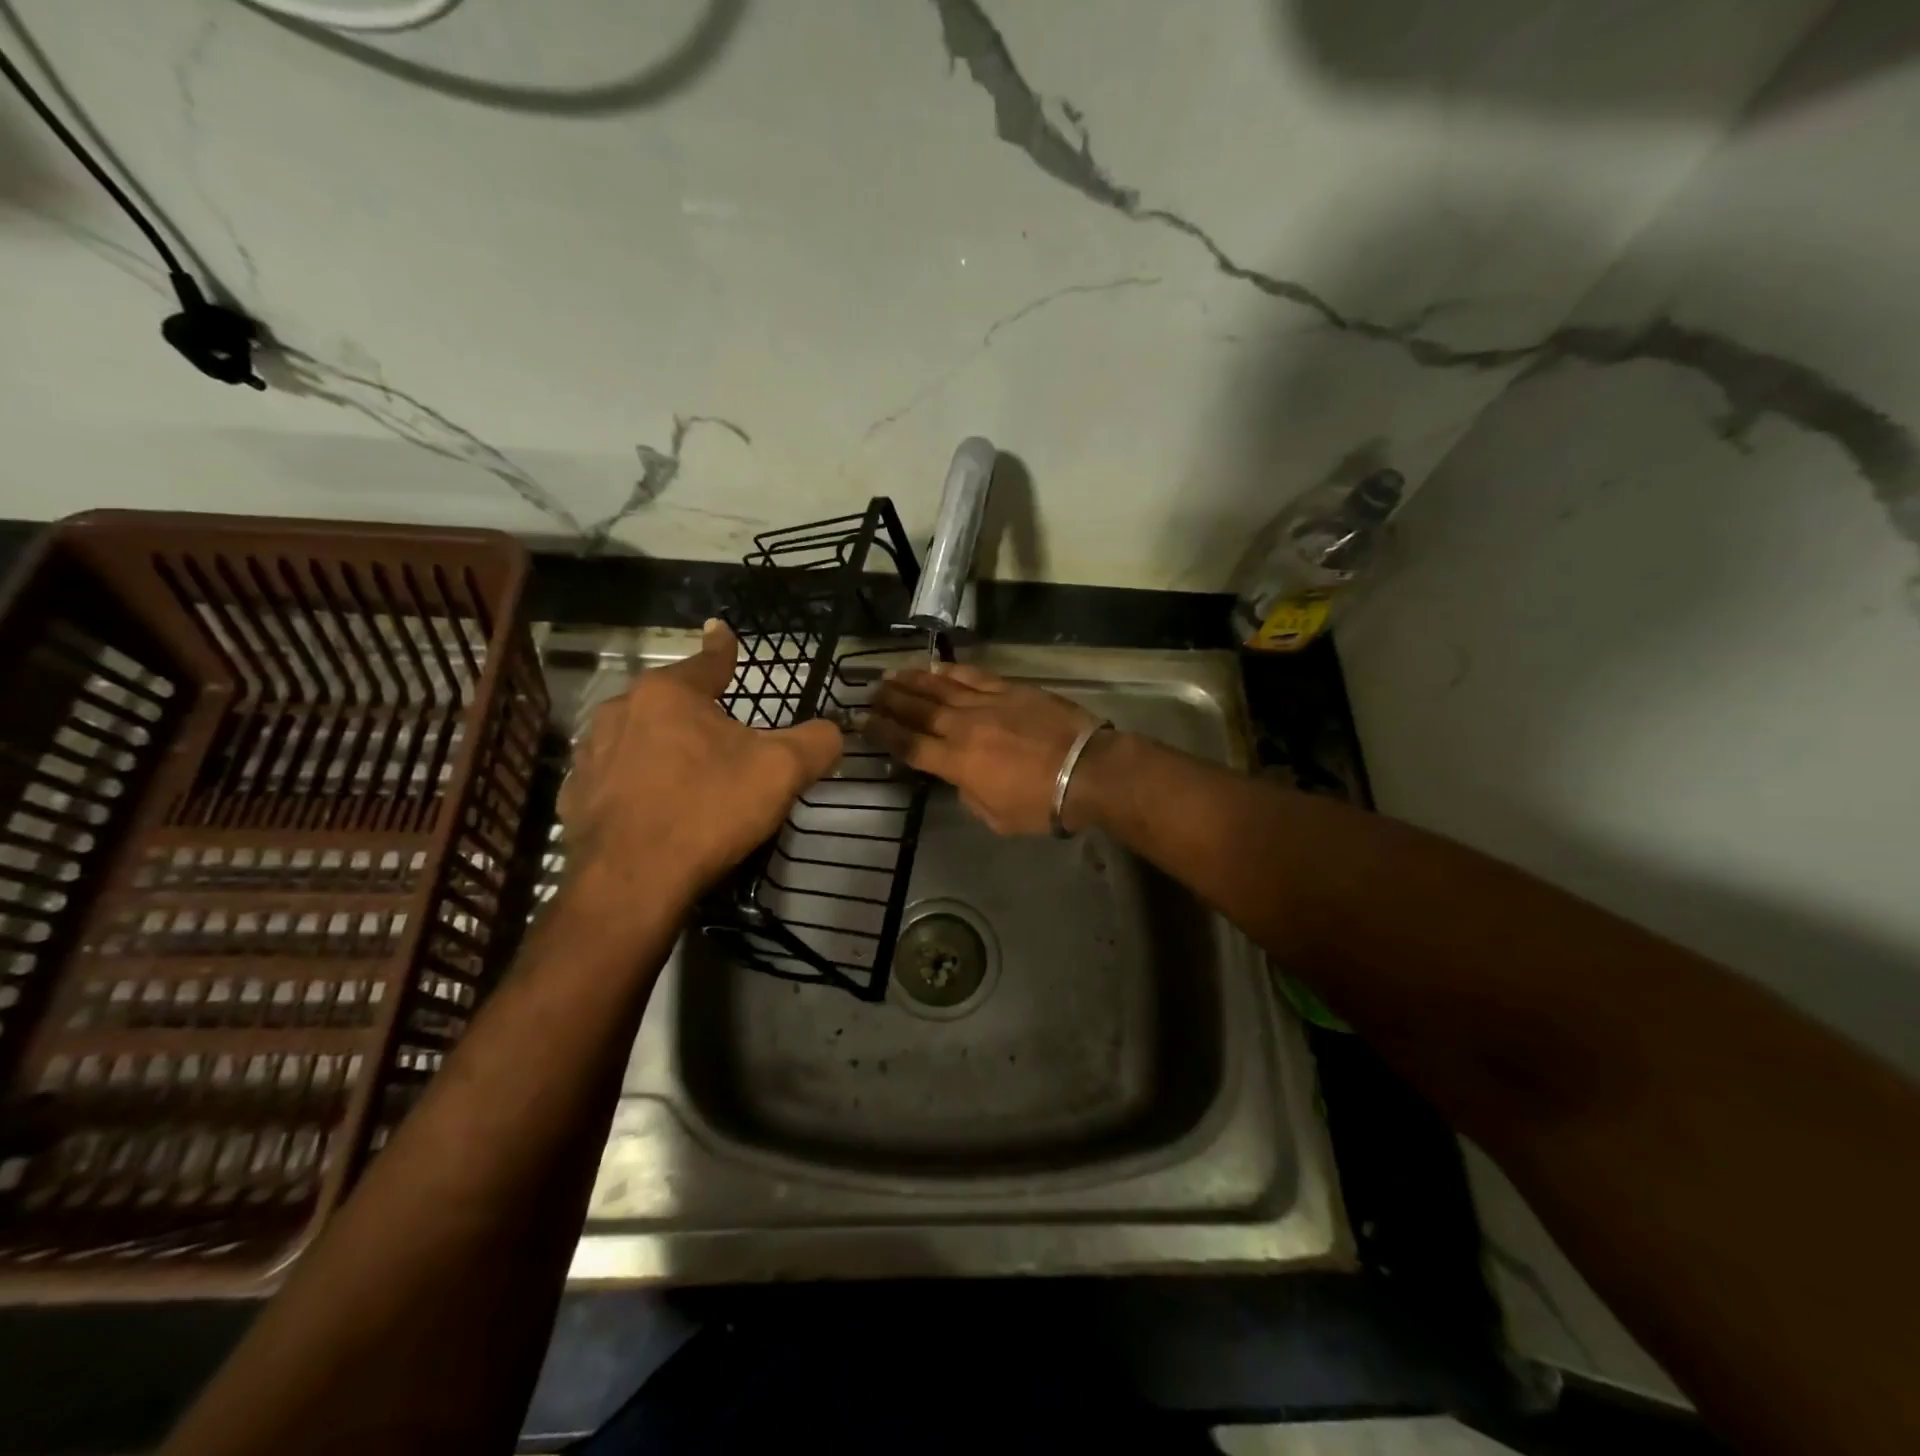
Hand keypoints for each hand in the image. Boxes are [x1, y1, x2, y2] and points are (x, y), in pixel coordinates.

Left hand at [559, 619, 843, 908]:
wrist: (632, 880)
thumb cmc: (709, 809)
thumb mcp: (781, 772)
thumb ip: (816, 742)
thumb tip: (833, 731)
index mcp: (669, 694)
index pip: (708, 661)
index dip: (723, 649)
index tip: (719, 630)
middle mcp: (621, 710)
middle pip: (671, 702)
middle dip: (696, 712)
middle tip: (722, 738)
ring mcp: (592, 753)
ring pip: (639, 737)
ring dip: (663, 746)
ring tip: (688, 775)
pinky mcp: (575, 795)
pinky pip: (615, 776)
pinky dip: (637, 783)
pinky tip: (654, 809)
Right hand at [865, 664, 1100, 834]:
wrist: (1086, 770)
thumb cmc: (1041, 803)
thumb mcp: (996, 817)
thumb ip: (969, 795)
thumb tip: (961, 778)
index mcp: (956, 763)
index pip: (909, 745)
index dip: (883, 733)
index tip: (862, 722)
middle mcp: (963, 728)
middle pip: (918, 710)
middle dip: (890, 701)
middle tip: (870, 693)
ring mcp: (986, 703)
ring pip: (940, 687)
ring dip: (912, 680)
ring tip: (891, 674)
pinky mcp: (1009, 688)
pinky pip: (972, 675)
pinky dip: (950, 670)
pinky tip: (934, 667)